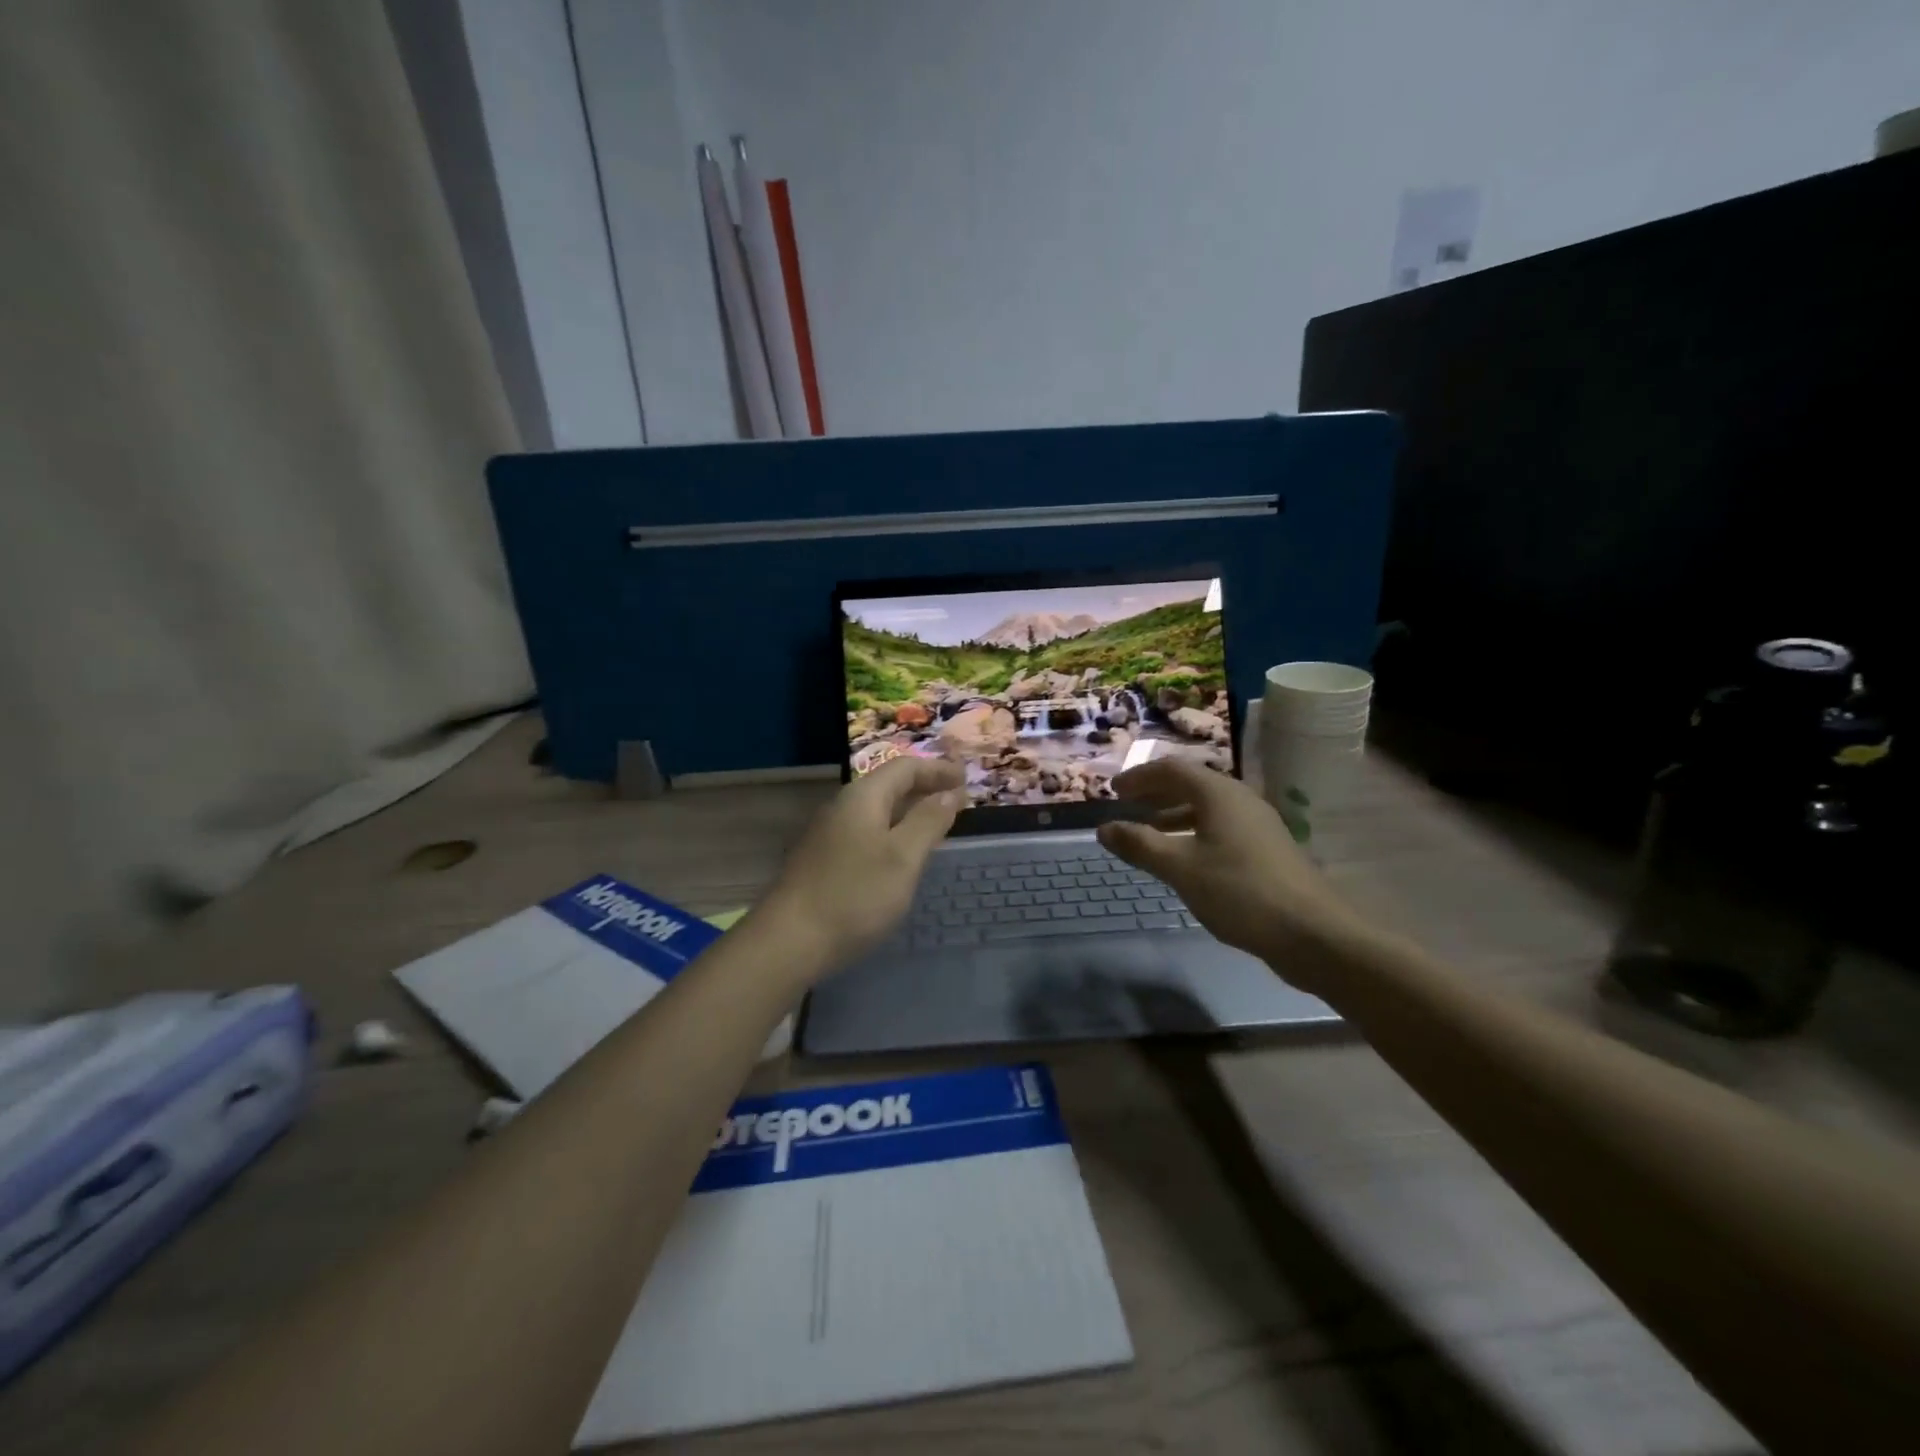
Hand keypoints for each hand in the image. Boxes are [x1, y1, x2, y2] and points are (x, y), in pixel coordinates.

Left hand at [757, 756, 966, 976]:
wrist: (790, 940)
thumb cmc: (855, 895)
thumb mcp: (903, 857)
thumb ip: (928, 821)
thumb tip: (950, 793)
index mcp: (863, 797)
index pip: (905, 767)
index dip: (938, 770)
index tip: (966, 779)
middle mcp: (843, 807)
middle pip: (889, 785)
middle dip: (924, 788)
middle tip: (956, 800)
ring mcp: (829, 834)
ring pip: (877, 811)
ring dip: (908, 811)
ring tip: (936, 825)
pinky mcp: (824, 860)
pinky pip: (867, 832)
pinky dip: (893, 832)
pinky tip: (901, 855)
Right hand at [1095, 758, 1366, 989]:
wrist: (1313, 933)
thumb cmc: (1240, 891)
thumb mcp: (1180, 868)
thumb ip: (1140, 845)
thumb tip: (1104, 828)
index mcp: (1219, 794)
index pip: (1171, 769)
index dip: (1139, 777)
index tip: (1113, 791)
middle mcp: (1240, 800)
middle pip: (1191, 783)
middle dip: (1156, 792)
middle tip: (1127, 806)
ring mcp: (1257, 825)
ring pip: (1207, 807)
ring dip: (1174, 813)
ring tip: (1149, 832)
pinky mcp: (1266, 849)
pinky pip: (1221, 827)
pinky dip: (1194, 832)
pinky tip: (1185, 859)